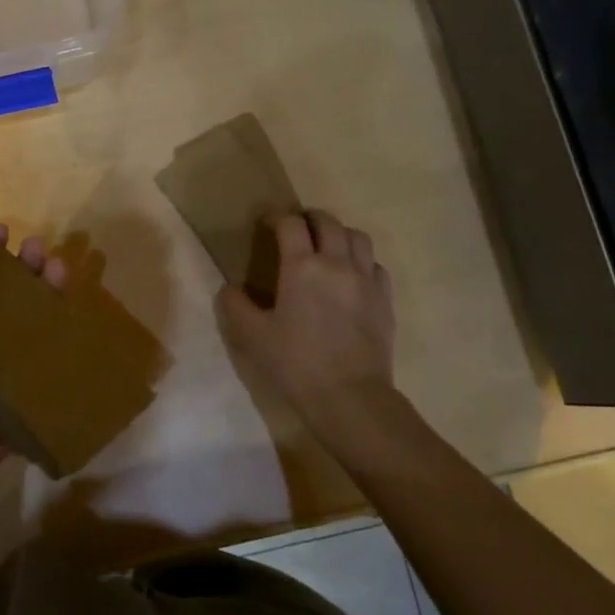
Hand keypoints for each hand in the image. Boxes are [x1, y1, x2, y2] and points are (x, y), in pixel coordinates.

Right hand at [217, 210, 397, 440]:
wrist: (351, 397)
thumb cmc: (297, 364)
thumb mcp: (253, 337)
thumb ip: (236, 306)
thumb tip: (229, 288)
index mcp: (302, 267)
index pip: (290, 224)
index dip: (276, 218)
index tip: (267, 224)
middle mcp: (337, 263)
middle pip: (328, 221)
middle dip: (310, 218)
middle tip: (297, 229)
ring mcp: (366, 279)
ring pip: (358, 237)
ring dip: (339, 234)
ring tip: (327, 247)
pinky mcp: (385, 299)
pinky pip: (375, 265)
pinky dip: (362, 261)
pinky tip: (352, 277)